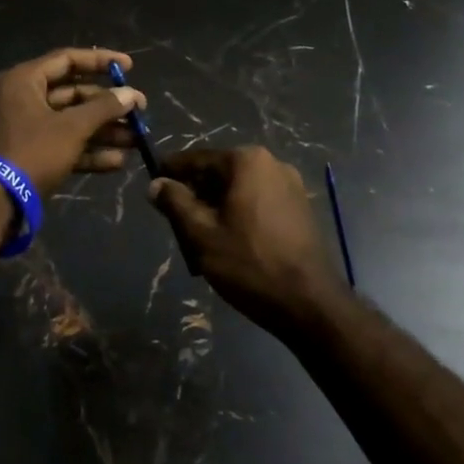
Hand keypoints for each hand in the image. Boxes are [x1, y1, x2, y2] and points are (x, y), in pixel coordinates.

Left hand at [0, 48, 143, 198]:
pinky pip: (63, 145)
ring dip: (103, 131)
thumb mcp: (71, 128)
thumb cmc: (31, 152)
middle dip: (107, 105)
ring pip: (71, 122)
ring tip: (136, 140)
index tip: (128, 67)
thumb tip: (131, 95)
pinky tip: (117, 162)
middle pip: (72, 93)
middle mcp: (23, 98)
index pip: (67, 60)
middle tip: (139, 111)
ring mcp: (26, 129)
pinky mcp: (30, 155)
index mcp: (25, 80)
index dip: (100, 61)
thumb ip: (103, 108)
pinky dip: (88, 151)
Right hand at [147, 147, 349, 334]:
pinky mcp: (301, 208)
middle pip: (219, 172)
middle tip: (174, 219)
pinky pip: (259, 201)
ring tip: (200, 235)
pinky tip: (230, 240)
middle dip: (196, 192)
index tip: (152, 184)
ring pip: (239, 188)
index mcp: (246, 161)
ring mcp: (291, 185)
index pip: (197, 159)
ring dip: (217, 205)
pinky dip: (240, 213)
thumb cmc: (250, 264)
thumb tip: (155, 184)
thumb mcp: (202, 234)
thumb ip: (175, 203)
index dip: (171, 172)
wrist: (311, 305)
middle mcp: (271, 163)